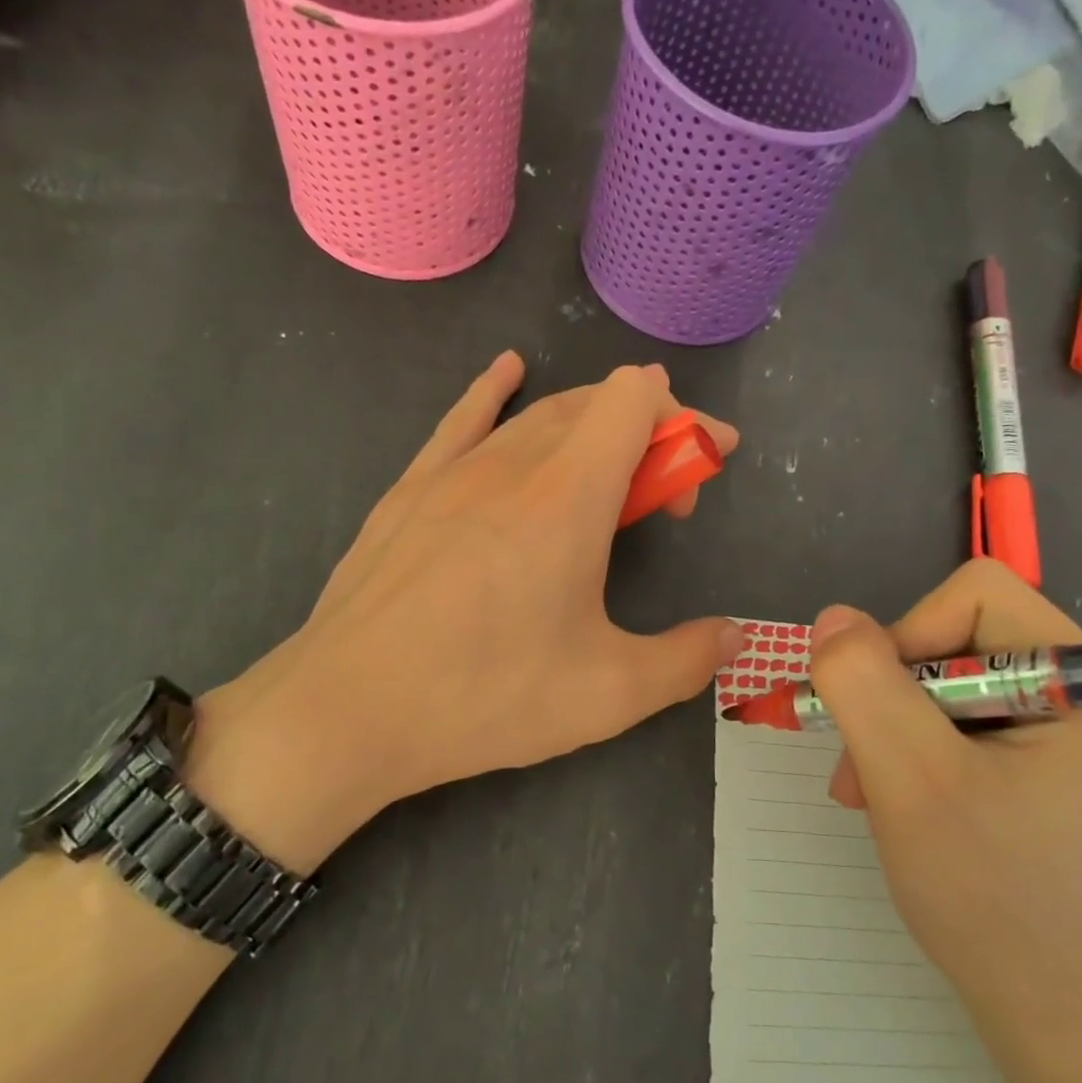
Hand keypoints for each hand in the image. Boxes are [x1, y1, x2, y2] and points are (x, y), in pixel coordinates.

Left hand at [185, 352, 742, 871]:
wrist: (347, 710)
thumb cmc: (484, 696)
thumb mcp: (608, 694)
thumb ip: (687, 660)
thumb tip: (734, 638)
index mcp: (569, 495)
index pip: (637, 399)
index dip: (684, 420)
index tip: (704, 469)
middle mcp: (513, 461)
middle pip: (595, 404)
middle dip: (649, 438)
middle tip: (660, 505)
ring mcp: (453, 469)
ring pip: (538, 414)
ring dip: (588, 431)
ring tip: (605, 482)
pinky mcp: (410, 488)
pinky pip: (464, 418)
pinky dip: (497, 391)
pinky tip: (508, 372)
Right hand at [806, 559, 1081, 1031]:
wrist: (1038, 1007)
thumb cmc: (985, 892)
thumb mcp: (908, 777)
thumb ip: (864, 684)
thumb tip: (833, 618)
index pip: (977, 596)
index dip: (909, 636)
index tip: (882, 711)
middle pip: (957, 635)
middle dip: (894, 694)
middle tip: (864, 762)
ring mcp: (1064, 728)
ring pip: (943, 677)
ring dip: (891, 724)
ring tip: (869, 788)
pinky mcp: (1039, 758)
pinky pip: (954, 715)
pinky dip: (910, 746)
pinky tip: (892, 795)